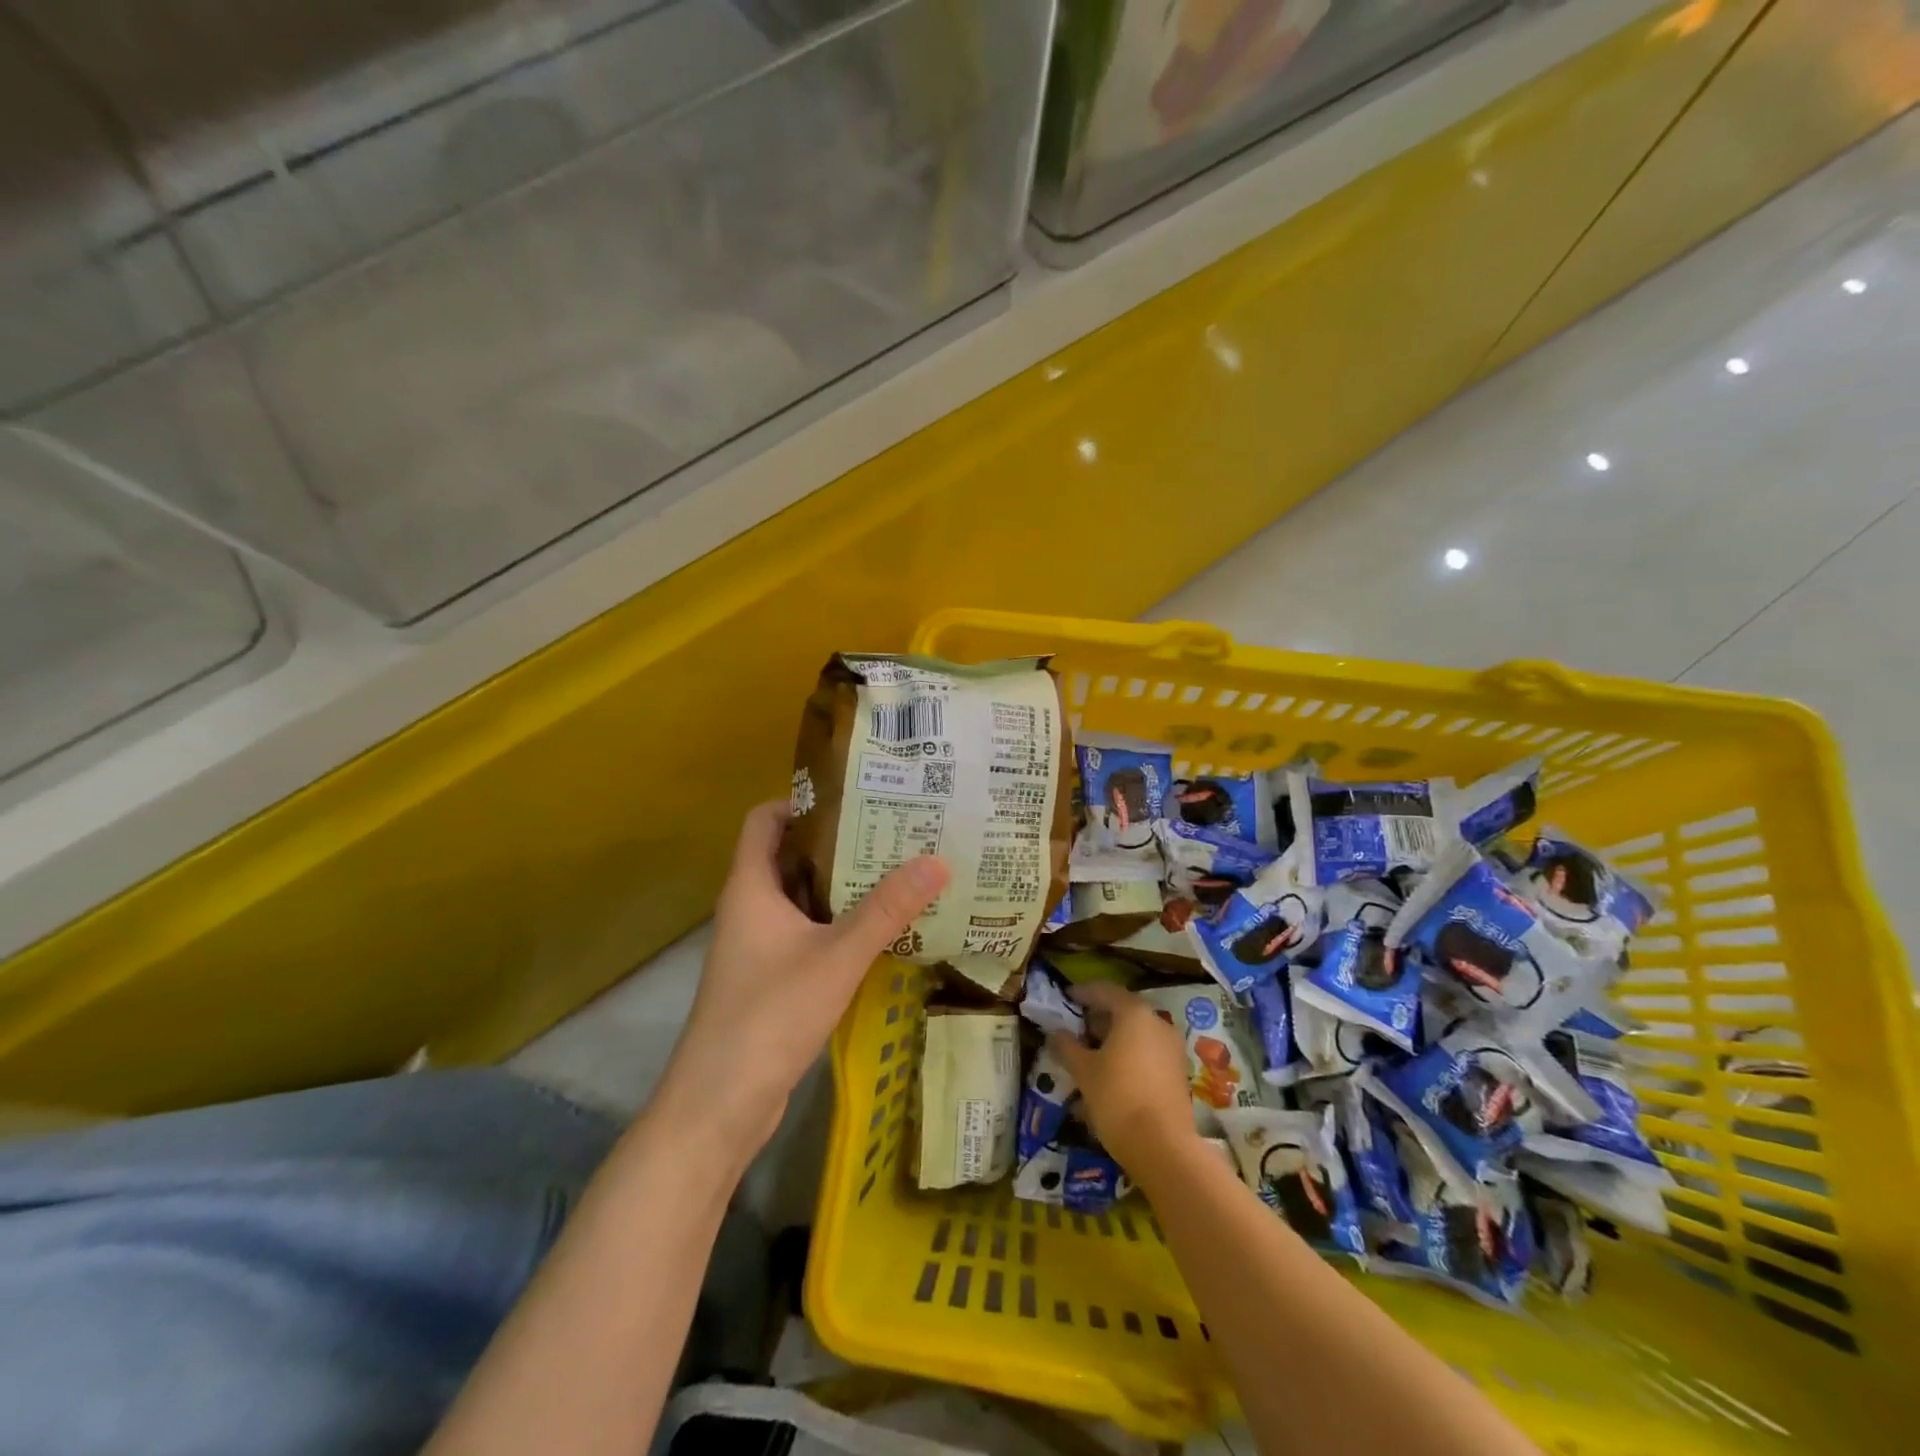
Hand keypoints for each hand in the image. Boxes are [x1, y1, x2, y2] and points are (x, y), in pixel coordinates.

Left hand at [657, 801, 949, 1151]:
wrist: (720, 1106)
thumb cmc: (769, 1015)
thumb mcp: (836, 956)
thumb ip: (887, 910)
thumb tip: (938, 859)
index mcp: (751, 887)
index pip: (766, 820)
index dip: (804, 801)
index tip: (855, 795)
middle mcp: (751, 908)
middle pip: (792, 855)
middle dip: (839, 840)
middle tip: (895, 828)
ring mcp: (761, 945)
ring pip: (805, 897)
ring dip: (845, 884)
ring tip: (900, 868)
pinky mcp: (774, 978)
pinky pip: (810, 932)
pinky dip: (842, 922)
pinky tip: (885, 927)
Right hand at [1047, 982, 1197, 1173]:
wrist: (1164, 1147)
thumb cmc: (1118, 1098)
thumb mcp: (1084, 1071)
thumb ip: (1067, 1046)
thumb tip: (1055, 1032)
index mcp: (1134, 1013)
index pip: (1105, 990)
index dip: (1083, 992)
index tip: (1067, 997)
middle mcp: (1157, 1023)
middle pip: (1124, 1010)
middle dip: (1099, 1017)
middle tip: (1076, 1028)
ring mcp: (1172, 1048)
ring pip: (1138, 1032)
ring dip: (1114, 1037)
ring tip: (1091, 1053)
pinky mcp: (1178, 1072)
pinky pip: (1148, 1051)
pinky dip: (1129, 1054)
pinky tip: (1112, 1073)